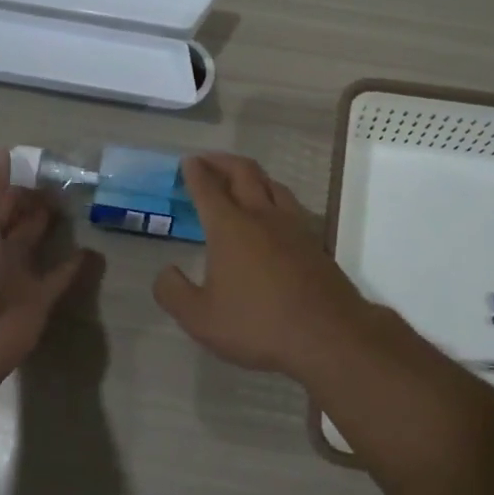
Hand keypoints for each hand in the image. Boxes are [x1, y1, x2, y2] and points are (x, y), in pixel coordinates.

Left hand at [0, 151, 88, 383]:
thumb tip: (1, 150)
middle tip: (70, 182)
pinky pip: (60, 277)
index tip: (47, 167)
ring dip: (53, 228)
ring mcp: (16, 277)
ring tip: (82, 206)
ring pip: (38, 244)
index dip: (17, 184)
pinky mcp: (39, 300)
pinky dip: (76, 264)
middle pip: (17, 220)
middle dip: (37, 202)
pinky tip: (94, 249)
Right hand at [152, 154, 382, 381]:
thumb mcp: (201, 319)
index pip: (208, 189)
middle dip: (223, 161)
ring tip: (241, 179)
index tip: (188, 161)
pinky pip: (291, 205)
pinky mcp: (314, 241)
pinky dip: (274, 196)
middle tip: (209, 160)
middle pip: (244, 173)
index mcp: (230, 228)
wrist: (328, 334)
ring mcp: (294, 226)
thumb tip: (165, 271)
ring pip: (272, 184)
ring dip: (252, 174)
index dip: (195, 173)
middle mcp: (262, 216)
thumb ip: (174, 293)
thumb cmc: (258, 324)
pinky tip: (274, 213)